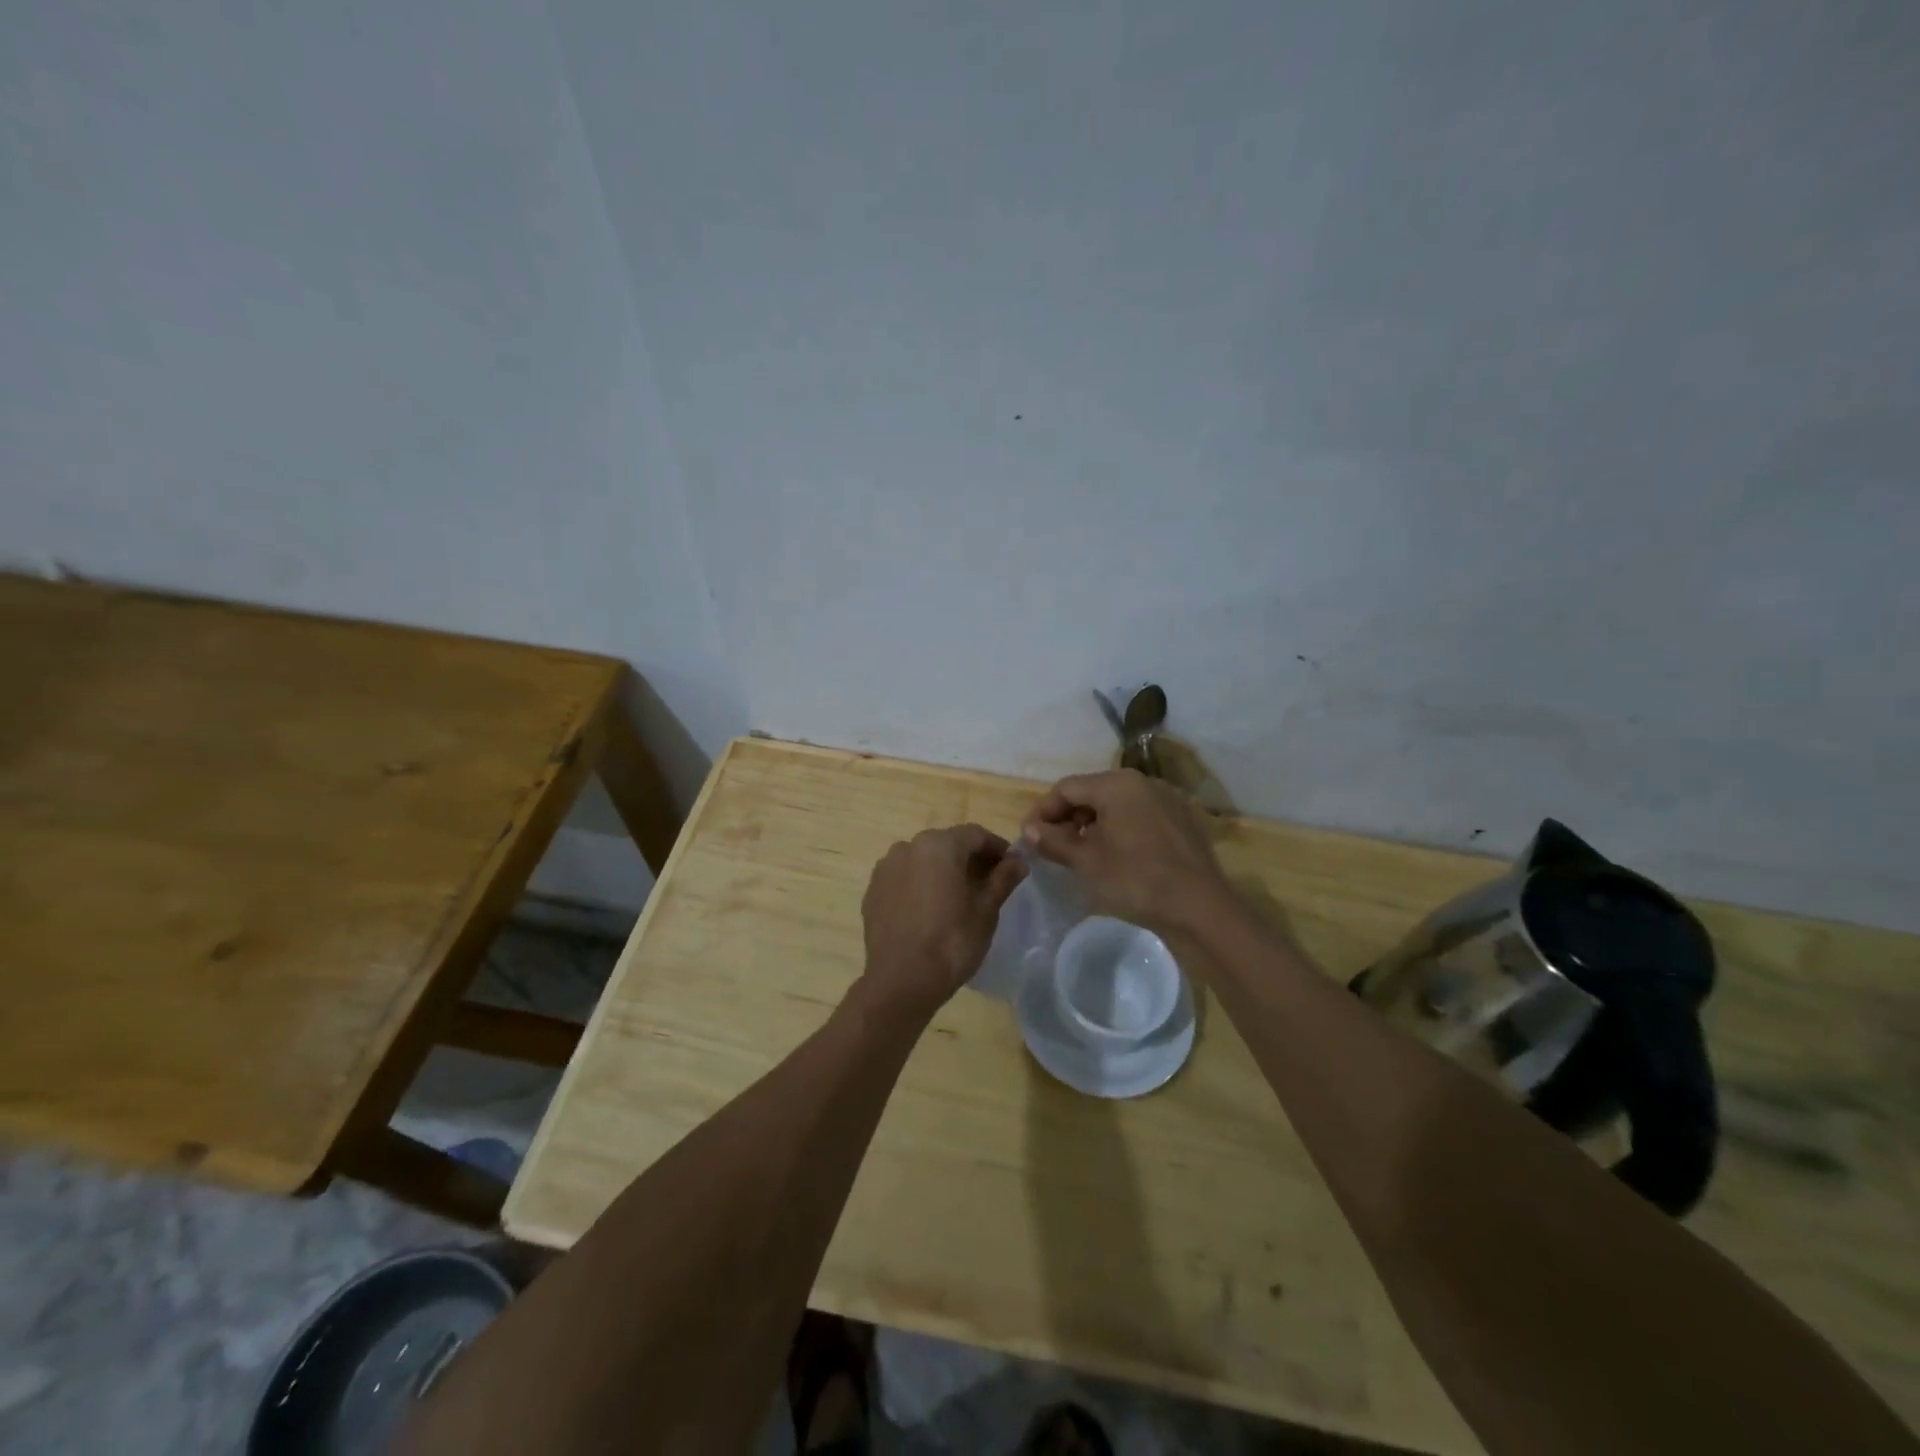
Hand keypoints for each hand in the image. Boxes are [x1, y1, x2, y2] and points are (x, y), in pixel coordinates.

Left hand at [859, 825, 1027, 1016]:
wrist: (901, 981)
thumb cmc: (952, 942)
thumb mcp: (986, 910)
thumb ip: (1003, 879)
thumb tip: (1018, 861)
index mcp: (939, 845)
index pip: (975, 834)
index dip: (996, 847)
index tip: (1011, 865)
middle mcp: (908, 846)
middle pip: (947, 843)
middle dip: (969, 857)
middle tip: (988, 881)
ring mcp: (886, 867)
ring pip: (922, 859)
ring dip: (942, 869)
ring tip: (958, 895)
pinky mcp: (873, 890)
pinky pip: (903, 877)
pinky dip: (920, 883)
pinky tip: (930, 908)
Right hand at [1020, 770, 1231, 935]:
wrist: (1200, 907)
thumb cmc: (1136, 879)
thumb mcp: (1086, 862)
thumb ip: (1053, 841)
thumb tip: (1029, 829)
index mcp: (1117, 784)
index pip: (1066, 788)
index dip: (1042, 811)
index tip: (1029, 837)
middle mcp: (1142, 782)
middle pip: (1092, 792)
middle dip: (1067, 817)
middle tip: (1052, 846)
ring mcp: (1165, 799)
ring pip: (1116, 804)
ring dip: (1092, 824)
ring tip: (1080, 853)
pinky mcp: (1180, 819)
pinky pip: (1138, 815)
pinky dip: (1118, 829)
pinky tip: (1114, 856)